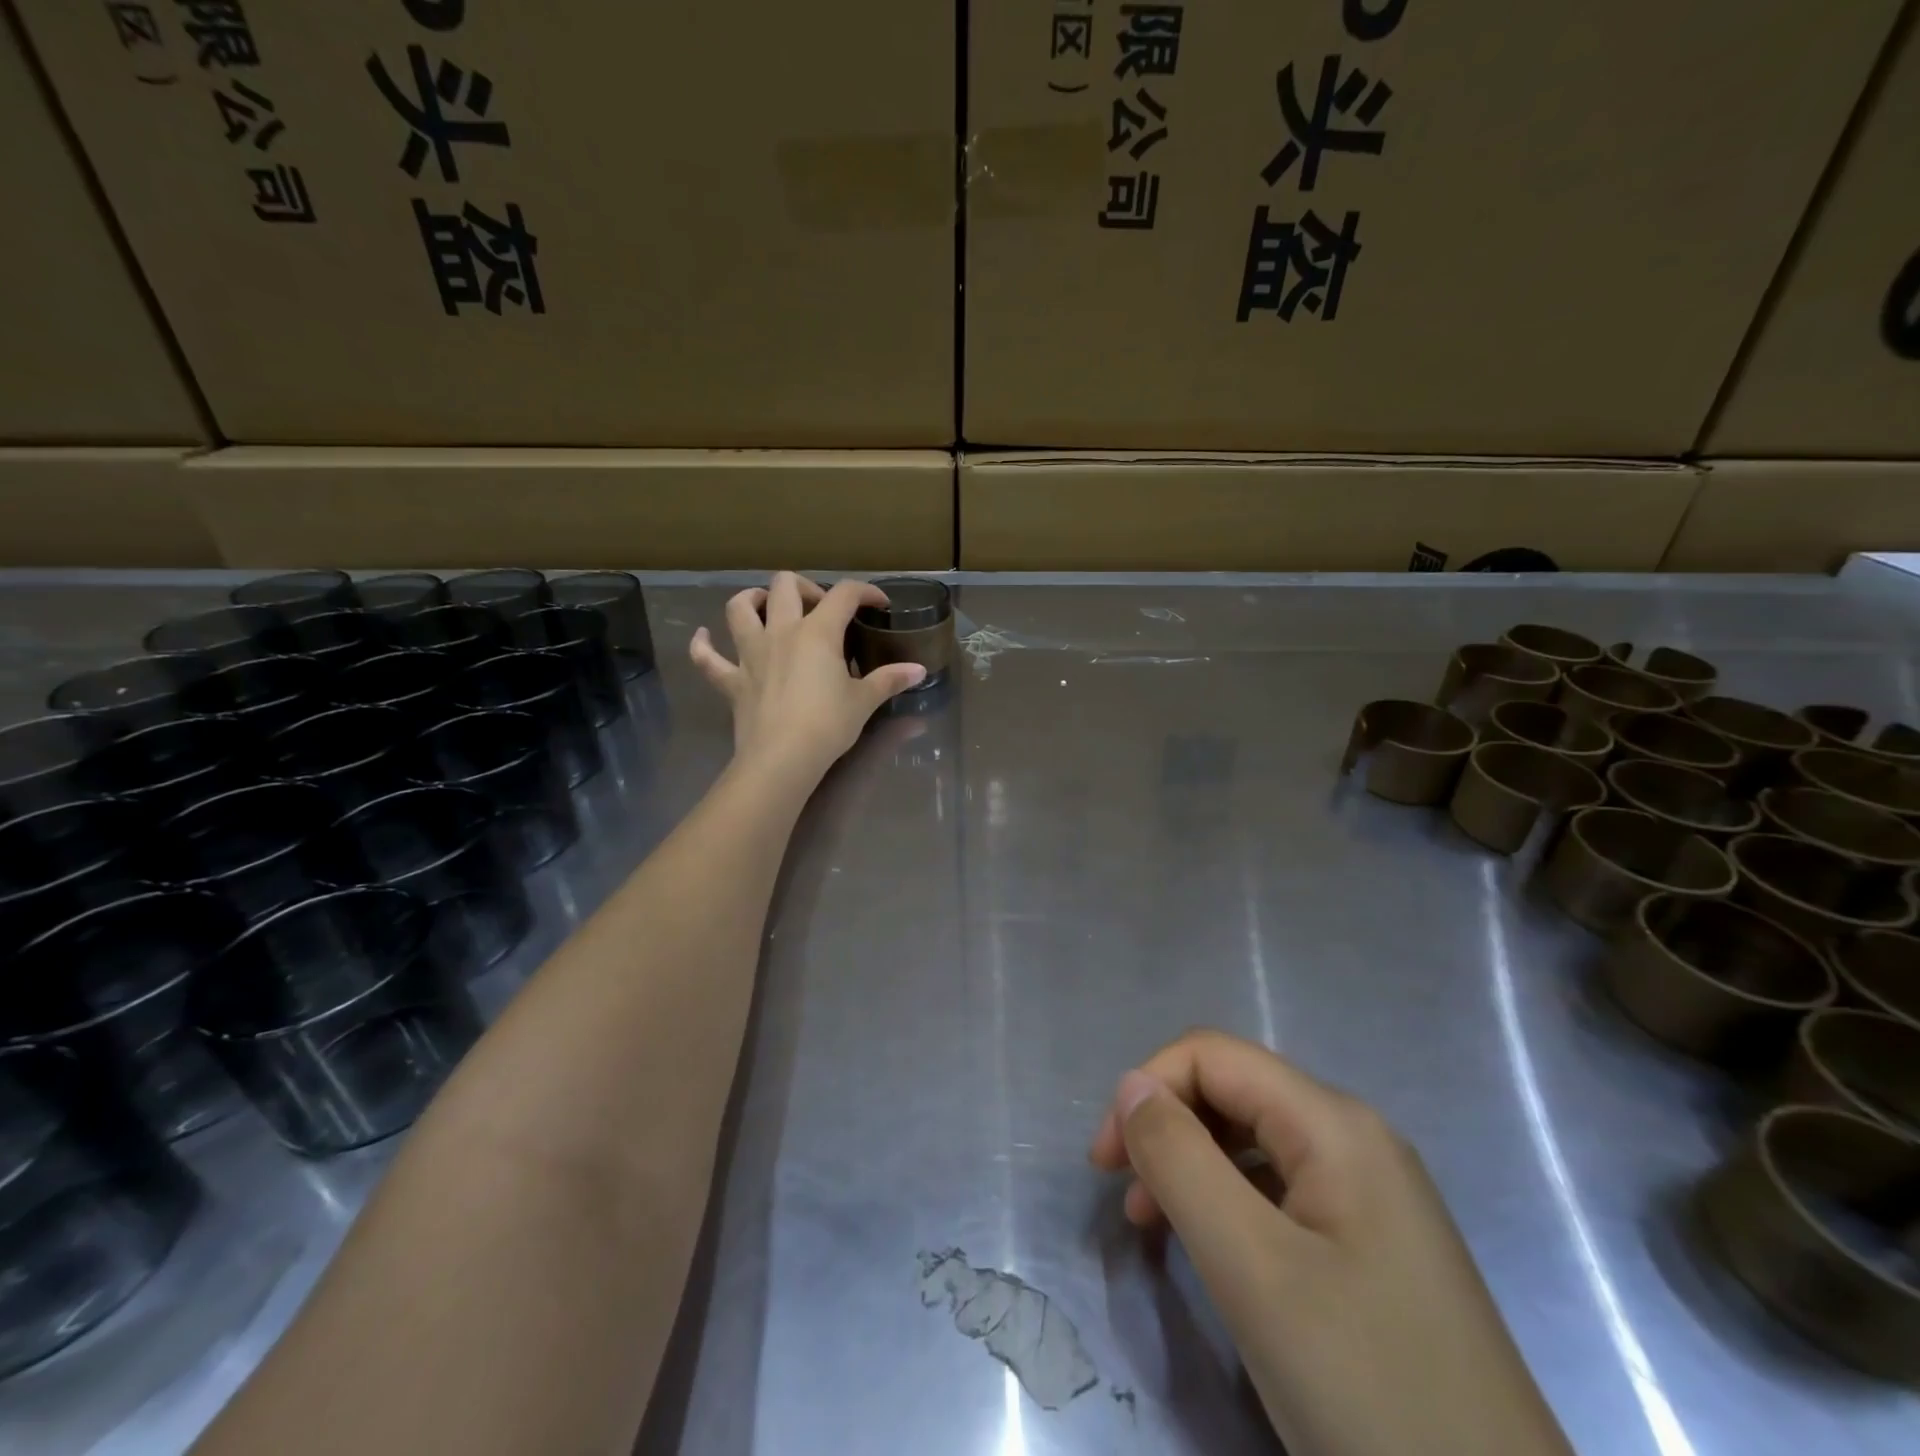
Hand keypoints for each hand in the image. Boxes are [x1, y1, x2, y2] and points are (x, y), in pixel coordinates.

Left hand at [689, 573, 925, 782]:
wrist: (783, 758)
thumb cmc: (828, 725)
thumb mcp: (864, 701)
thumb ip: (889, 680)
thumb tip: (919, 671)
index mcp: (817, 632)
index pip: (844, 595)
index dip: (865, 592)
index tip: (879, 605)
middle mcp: (780, 631)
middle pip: (785, 585)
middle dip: (805, 587)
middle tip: (820, 606)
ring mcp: (750, 654)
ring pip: (739, 608)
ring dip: (752, 599)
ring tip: (765, 605)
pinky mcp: (732, 680)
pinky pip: (706, 658)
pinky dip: (702, 645)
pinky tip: (704, 636)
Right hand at [1090, 1031, 1573, 1455]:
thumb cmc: (1370, 1391)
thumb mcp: (1252, 1269)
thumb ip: (1181, 1160)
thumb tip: (1132, 1086)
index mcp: (1333, 1124)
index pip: (1212, 1057)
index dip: (1147, 1090)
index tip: (1105, 1165)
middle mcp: (1355, 1139)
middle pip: (1233, 1093)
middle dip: (1166, 1128)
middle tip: (1124, 1198)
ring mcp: (1370, 1193)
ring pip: (1252, 1143)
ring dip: (1190, 1166)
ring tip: (1151, 1225)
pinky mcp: (1373, 1245)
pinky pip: (1279, 1191)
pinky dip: (1227, 1204)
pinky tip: (1212, 1250)